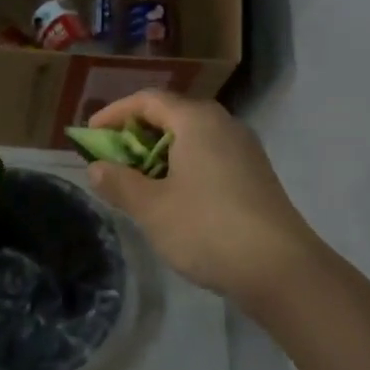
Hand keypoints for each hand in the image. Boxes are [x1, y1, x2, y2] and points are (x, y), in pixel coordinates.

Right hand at [85, 91, 317, 306]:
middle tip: (111, 160)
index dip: (114, 114)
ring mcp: (244, 150)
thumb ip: (119, 183)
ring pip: (191, 139)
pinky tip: (172, 199)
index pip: (148, 100)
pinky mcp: (254, 176)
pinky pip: (209, 158)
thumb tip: (96, 168)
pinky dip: (181, 168)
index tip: (89, 136)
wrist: (280, 269)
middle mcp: (223, 125)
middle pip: (171, 116)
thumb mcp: (151, 207)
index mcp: (197, 120)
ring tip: (136, 183)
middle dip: (135, 135)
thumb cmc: (206, 228)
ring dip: (158, 155)